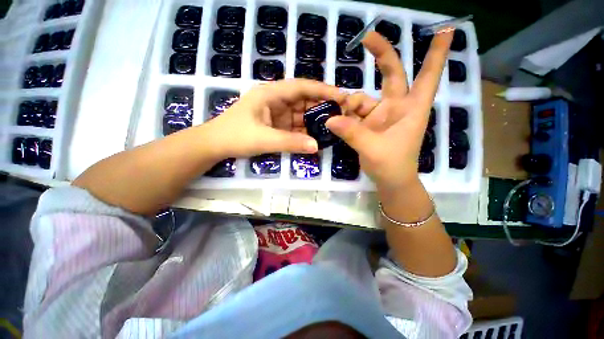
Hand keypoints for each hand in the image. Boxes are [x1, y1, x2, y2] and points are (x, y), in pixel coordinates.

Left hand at [208, 79, 344, 157]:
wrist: (215, 145)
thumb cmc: (235, 137)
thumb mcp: (264, 139)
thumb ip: (291, 142)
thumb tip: (316, 146)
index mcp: (271, 94)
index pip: (301, 87)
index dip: (322, 90)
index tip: (341, 96)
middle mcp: (275, 100)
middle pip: (303, 99)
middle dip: (321, 106)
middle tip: (341, 114)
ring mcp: (276, 113)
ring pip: (300, 113)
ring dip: (314, 120)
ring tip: (332, 126)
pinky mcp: (276, 125)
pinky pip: (294, 125)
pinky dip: (305, 131)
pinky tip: (316, 136)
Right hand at [327, 31, 452, 189]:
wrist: (390, 181)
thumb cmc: (392, 165)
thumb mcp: (372, 148)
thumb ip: (352, 133)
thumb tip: (330, 119)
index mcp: (411, 109)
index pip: (428, 76)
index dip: (436, 53)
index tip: (445, 29)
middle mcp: (397, 107)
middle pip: (392, 75)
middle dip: (382, 55)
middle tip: (365, 38)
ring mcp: (381, 116)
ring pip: (363, 99)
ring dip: (350, 104)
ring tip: (338, 113)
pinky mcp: (368, 125)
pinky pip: (354, 114)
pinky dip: (345, 115)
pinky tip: (336, 121)